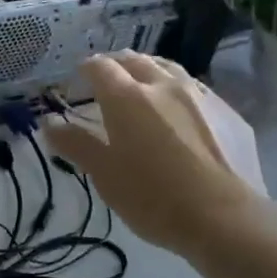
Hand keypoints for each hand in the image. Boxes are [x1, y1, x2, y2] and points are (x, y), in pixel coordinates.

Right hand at [46, 52, 266, 256]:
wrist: (224, 217)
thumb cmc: (153, 198)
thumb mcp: (105, 176)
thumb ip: (76, 145)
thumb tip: (48, 122)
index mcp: (128, 98)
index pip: (101, 68)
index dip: (86, 68)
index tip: (79, 76)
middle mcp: (164, 85)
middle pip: (136, 60)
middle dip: (117, 63)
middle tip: (108, 75)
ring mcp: (201, 95)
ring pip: (169, 68)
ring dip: (150, 70)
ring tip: (143, 82)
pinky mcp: (228, 112)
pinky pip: (197, 89)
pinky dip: (179, 90)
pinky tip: (181, 108)